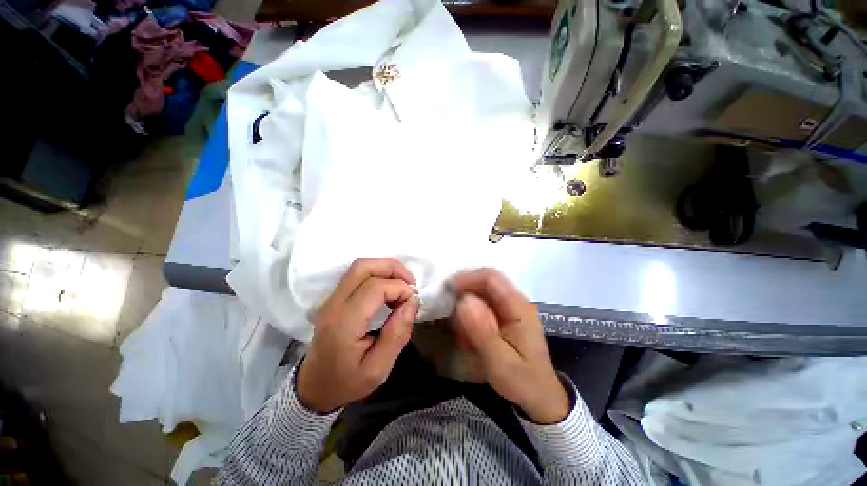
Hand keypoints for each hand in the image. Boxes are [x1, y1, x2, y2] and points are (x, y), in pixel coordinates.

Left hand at [296, 259, 419, 412]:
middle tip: (411, 284)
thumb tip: (413, 302)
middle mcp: (334, 304)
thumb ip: (397, 334)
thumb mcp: (378, 369)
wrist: (313, 388)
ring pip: (360, 267)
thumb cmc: (347, 382)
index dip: (400, 288)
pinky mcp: (333, 298)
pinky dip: (378, 274)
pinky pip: (357, 275)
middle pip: (363, 267)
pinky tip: (389, 289)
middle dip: (393, 268)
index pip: (375, 288)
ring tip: (403, 285)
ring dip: (385, 269)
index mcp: (344, 323)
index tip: (413, 301)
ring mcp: (331, 299)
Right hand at [451, 269, 569, 423]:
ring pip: (481, 294)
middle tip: (451, 316)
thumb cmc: (523, 382)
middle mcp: (515, 302)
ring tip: (463, 335)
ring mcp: (509, 309)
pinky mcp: (504, 317)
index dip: (468, 279)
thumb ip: (482, 331)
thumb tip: (463, 301)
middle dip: (464, 294)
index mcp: (519, 307)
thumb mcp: (500, 362)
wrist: (540, 398)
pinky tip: (469, 338)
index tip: (447, 290)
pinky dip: (470, 318)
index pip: (491, 278)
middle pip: (485, 283)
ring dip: (466, 309)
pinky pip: (481, 307)